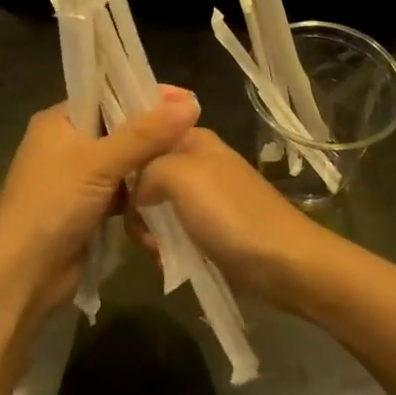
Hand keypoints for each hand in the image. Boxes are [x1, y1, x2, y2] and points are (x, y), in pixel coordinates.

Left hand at [0, 87, 199, 323]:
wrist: (22, 276)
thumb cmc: (53, 205)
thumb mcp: (99, 163)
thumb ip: (145, 134)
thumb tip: (191, 103)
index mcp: (59, 121)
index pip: (108, 94)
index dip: (145, 94)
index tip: (187, 100)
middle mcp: (66, 143)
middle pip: (119, 128)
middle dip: (154, 131)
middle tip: (196, 130)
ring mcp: (75, 178)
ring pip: (123, 161)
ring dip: (149, 164)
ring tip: (190, 159)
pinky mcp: (86, 208)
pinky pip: (121, 189)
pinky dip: (140, 191)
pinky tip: (169, 191)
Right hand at [131, 128, 334, 313]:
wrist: (284, 265)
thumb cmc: (232, 214)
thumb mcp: (181, 176)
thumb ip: (147, 169)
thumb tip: (136, 192)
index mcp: (194, 139)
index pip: (147, 129)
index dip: (127, 150)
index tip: (111, 175)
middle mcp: (196, 164)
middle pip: (145, 174)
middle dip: (135, 202)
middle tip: (140, 224)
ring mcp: (202, 200)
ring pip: (154, 208)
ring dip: (149, 232)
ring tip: (157, 249)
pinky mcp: (207, 232)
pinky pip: (171, 234)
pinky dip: (166, 249)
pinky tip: (168, 262)